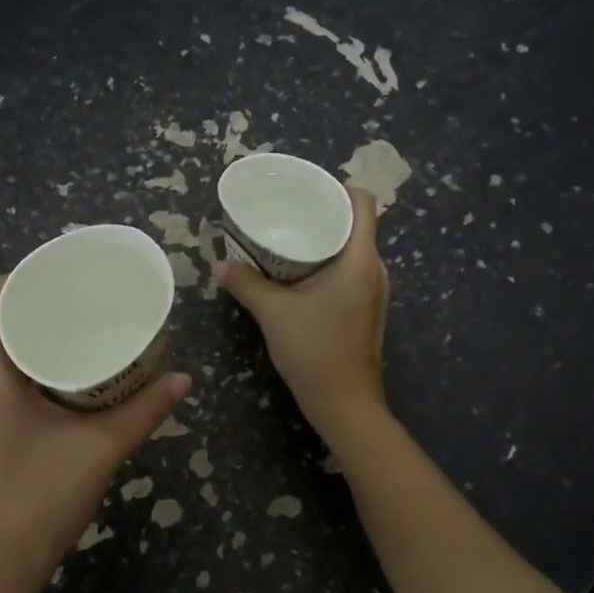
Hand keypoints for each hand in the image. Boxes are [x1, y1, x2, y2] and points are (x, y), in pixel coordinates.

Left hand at [0, 277, 191, 592]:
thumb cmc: (37, 501)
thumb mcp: (99, 449)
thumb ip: (144, 410)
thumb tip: (184, 378)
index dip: (33, 275)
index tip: (75, 277)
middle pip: (0, 320)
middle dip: (44, 308)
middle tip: (93, 305)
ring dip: (38, 341)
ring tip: (86, 337)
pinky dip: (30, 370)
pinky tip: (67, 383)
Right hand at [215, 186, 388, 439]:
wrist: (345, 404)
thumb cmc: (315, 351)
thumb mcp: (273, 313)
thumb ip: (246, 284)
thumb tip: (219, 265)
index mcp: (360, 260)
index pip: (364, 203)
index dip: (339, 188)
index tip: (307, 189)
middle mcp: (374, 270)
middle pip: (357, 225)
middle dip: (324, 214)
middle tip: (288, 212)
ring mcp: (374, 292)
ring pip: (353, 250)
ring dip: (325, 242)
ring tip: (290, 239)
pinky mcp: (367, 311)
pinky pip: (350, 272)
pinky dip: (328, 265)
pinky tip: (299, 275)